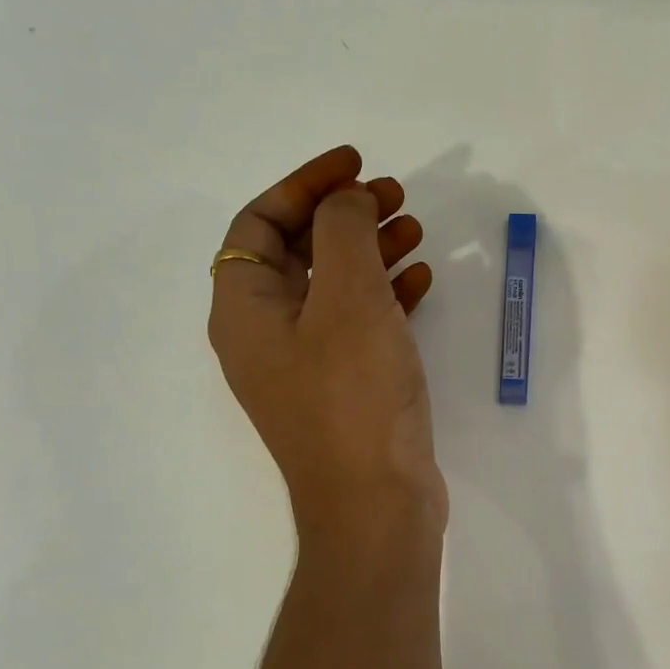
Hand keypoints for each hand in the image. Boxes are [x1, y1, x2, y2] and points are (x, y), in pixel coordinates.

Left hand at [208, 145, 445, 528]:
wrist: (376, 504)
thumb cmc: (354, 394)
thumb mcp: (348, 298)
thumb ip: (344, 232)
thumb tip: (347, 200)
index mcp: (245, 308)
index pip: (261, 222)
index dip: (305, 184)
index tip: (355, 164)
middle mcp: (266, 332)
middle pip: (299, 250)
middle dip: (346, 215)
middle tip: (396, 194)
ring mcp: (306, 362)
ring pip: (335, 285)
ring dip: (372, 250)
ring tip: (417, 228)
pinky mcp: (344, 385)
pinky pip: (360, 322)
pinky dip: (387, 293)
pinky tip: (423, 280)